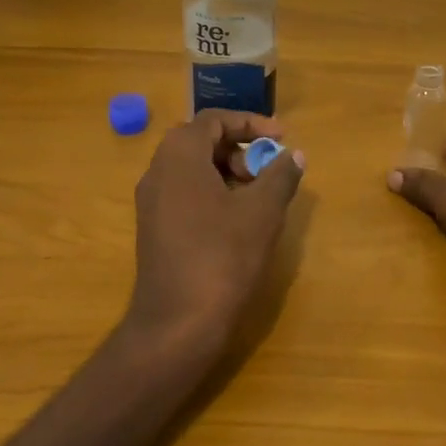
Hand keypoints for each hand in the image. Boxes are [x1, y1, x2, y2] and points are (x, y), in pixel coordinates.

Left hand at [126, 110, 305, 353]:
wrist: (176, 325)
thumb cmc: (222, 257)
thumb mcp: (263, 212)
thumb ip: (281, 175)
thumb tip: (295, 155)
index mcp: (180, 155)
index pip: (215, 119)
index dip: (252, 123)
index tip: (282, 138)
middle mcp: (158, 170)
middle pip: (201, 141)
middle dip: (240, 148)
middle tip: (269, 168)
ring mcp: (151, 202)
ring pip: (193, 168)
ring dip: (228, 171)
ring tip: (259, 195)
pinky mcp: (153, 229)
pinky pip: (184, 192)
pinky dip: (213, 192)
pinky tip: (238, 220)